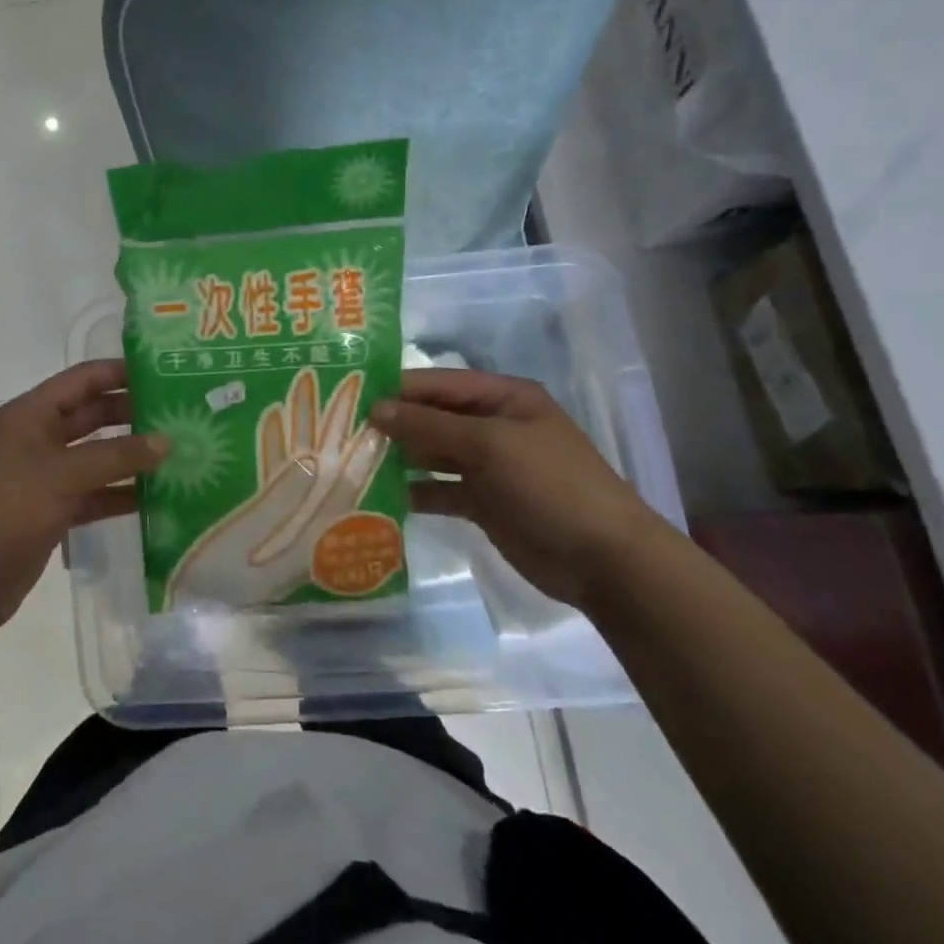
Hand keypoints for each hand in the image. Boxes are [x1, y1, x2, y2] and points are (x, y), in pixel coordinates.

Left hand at [0, 360, 167, 634]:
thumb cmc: (6, 510)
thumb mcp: (63, 475)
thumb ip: (116, 457)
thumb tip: (167, 441)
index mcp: (32, 414)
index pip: (83, 379)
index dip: (121, 372)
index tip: (166, 372)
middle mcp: (38, 438)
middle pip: (92, 416)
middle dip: (133, 414)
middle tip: (180, 415)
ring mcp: (45, 476)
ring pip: (96, 457)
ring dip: (131, 457)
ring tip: (180, 454)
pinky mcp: (52, 511)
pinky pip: (94, 494)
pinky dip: (120, 494)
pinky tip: (157, 498)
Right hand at [370, 369, 660, 605]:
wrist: (603, 560)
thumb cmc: (550, 484)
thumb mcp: (489, 445)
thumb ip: (430, 426)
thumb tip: (376, 409)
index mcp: (502, 398)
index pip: (438, 384)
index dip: (397, 388)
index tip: (349, 395)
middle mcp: (492, 425)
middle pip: (432, 417)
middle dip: (393, 424)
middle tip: (340, 431)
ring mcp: (487, 466)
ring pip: (432, 453)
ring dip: (399, 457)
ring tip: (351, 461)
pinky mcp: (482, 502)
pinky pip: (439, 489)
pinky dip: (414, 491)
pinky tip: (379, 496)